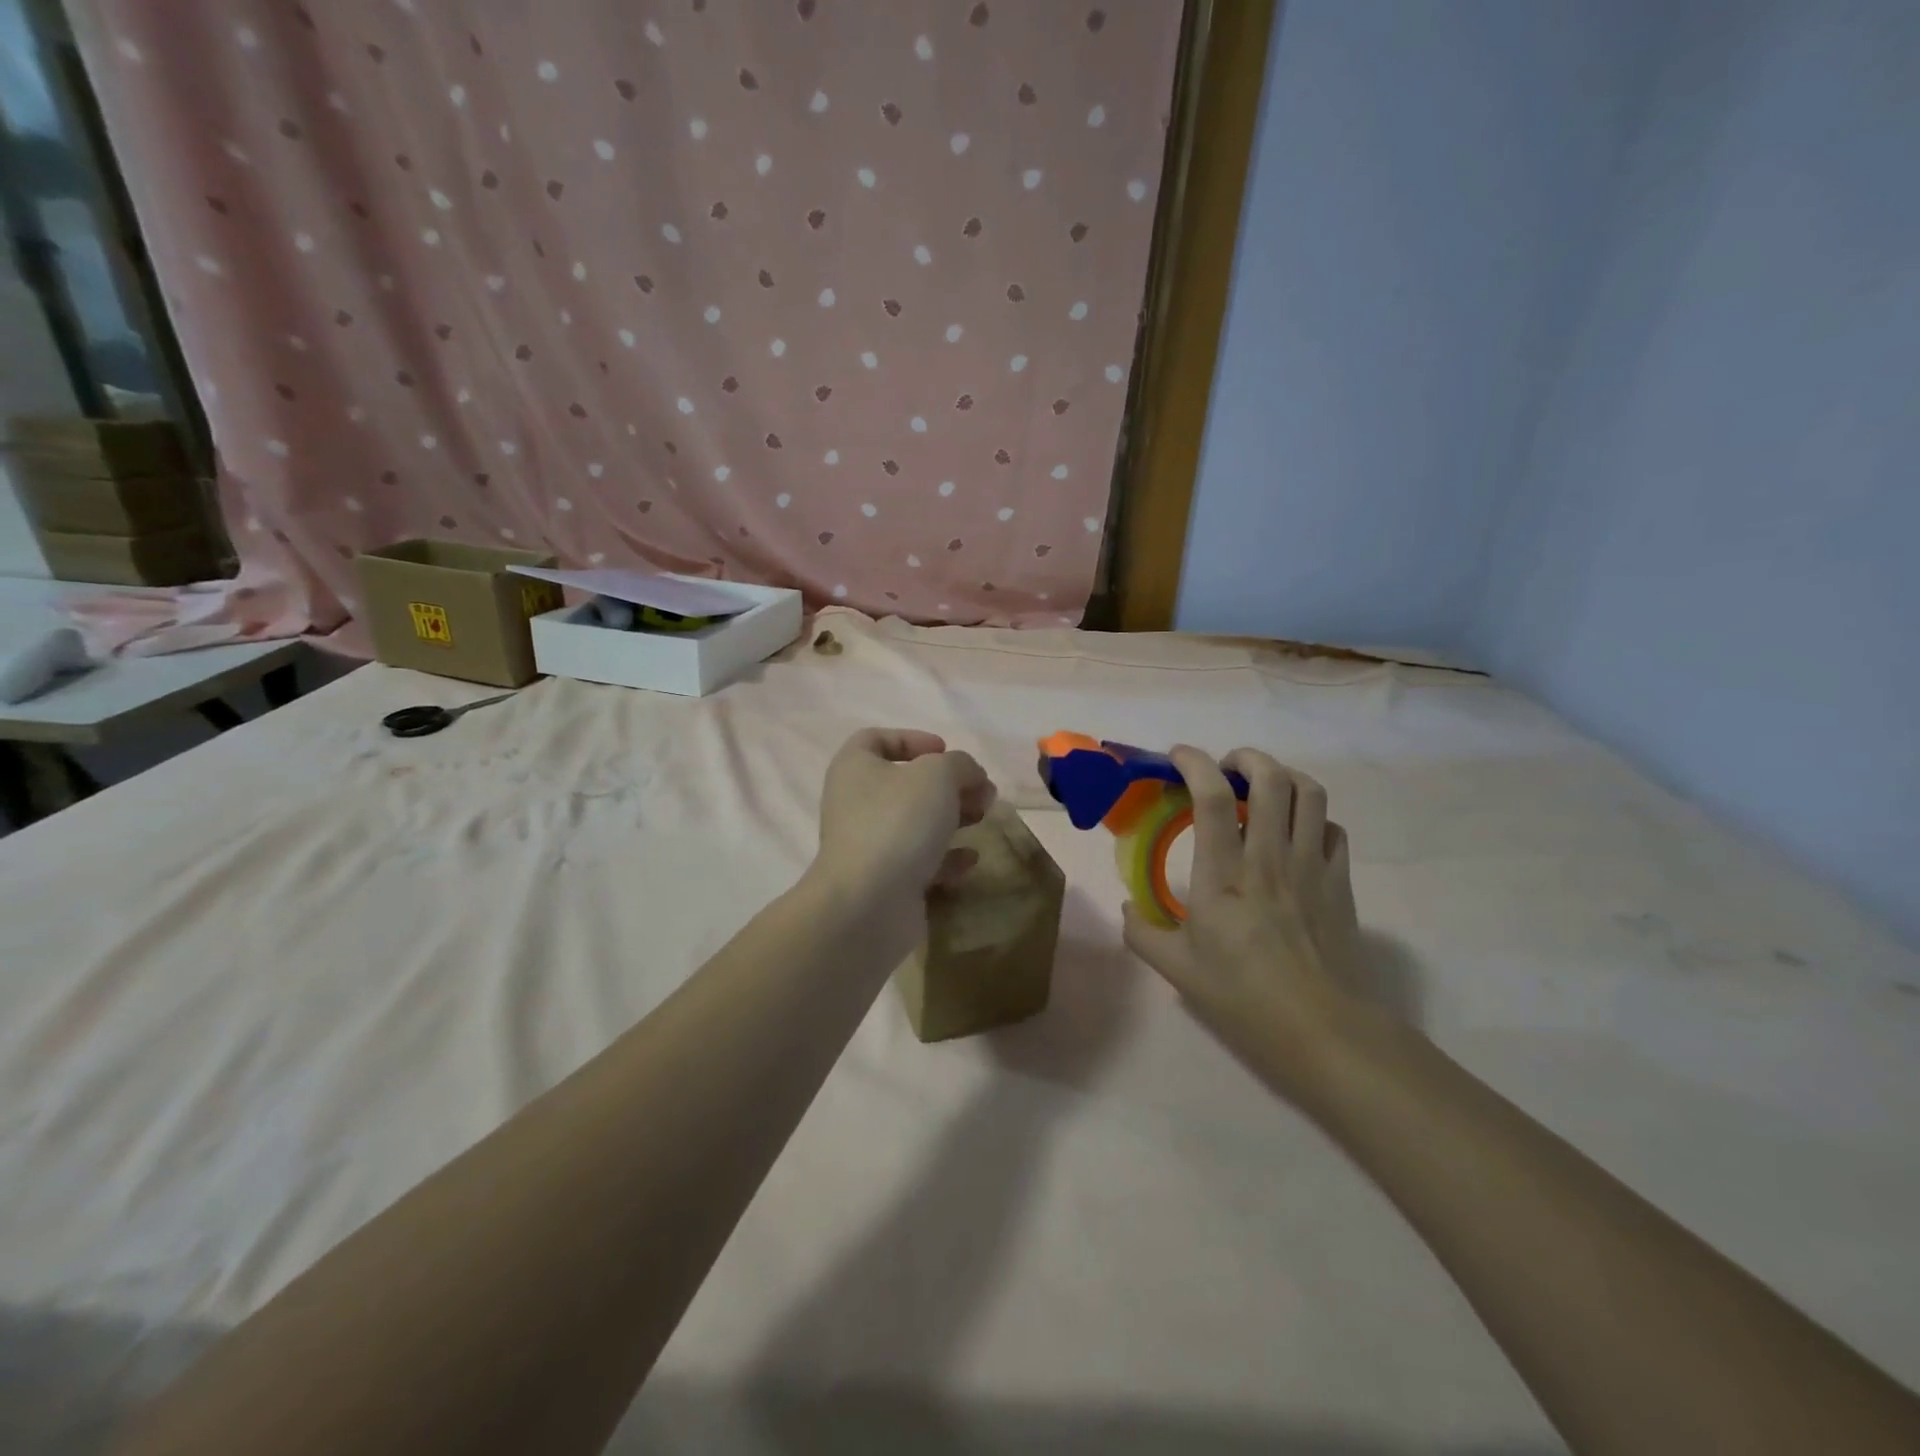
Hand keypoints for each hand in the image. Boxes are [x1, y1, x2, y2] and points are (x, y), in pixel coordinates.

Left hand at [813, 729, 996, 907]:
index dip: (911, 739)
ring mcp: (868, 845)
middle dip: (948, 784)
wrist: (869, 903)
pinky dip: (946, 858)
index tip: (945, 750)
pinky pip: (918, 861)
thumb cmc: (898, 821)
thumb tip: (969, 774)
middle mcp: (855, 804)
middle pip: (905, 784)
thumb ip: (960, 764)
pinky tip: (970, 860)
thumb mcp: (938, 775)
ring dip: (952, 818)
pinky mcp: (884, 881)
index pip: (875, 739)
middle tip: (981, 791)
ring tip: (983, 818)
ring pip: (915, 823)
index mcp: (855, 768)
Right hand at [1122, 746, 1362, 1096]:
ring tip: (1263, 787)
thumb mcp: (1177, 970)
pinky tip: (1297, 832)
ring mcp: (1311, 866)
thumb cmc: (1244, 998)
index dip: (1193, 762)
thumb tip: (1128, 910)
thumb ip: (1143, 933)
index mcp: (1224, 874)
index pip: (1211, 796)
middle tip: (1225, 768)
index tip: (1177, 757)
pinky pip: (1333, 829)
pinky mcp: (1341, 882)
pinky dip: (1314, 817)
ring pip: (1309, 793)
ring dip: (1283, 776)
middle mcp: (1270, 857)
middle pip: (1270, 778)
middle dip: (1245, 757)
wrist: (1324, 1031)